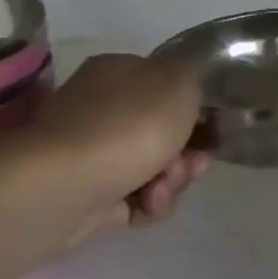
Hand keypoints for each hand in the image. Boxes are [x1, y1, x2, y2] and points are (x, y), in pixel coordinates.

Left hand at [29, 53, 209, 244]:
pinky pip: (135, 199)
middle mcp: (102, 109)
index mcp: (119, 74)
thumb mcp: (180, 82)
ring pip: (154, 168)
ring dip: (171, 182)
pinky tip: (146, 204)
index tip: (211, 128)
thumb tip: (185, 86)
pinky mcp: (89, 194)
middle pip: (164, 133)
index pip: (166, 86)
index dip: (195, 109)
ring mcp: (93, 153)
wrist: (66, 185)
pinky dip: (148, 204)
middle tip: (193, 164)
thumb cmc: (130, 124)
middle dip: (186, 154)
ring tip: (161, 189)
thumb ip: (193, 77)